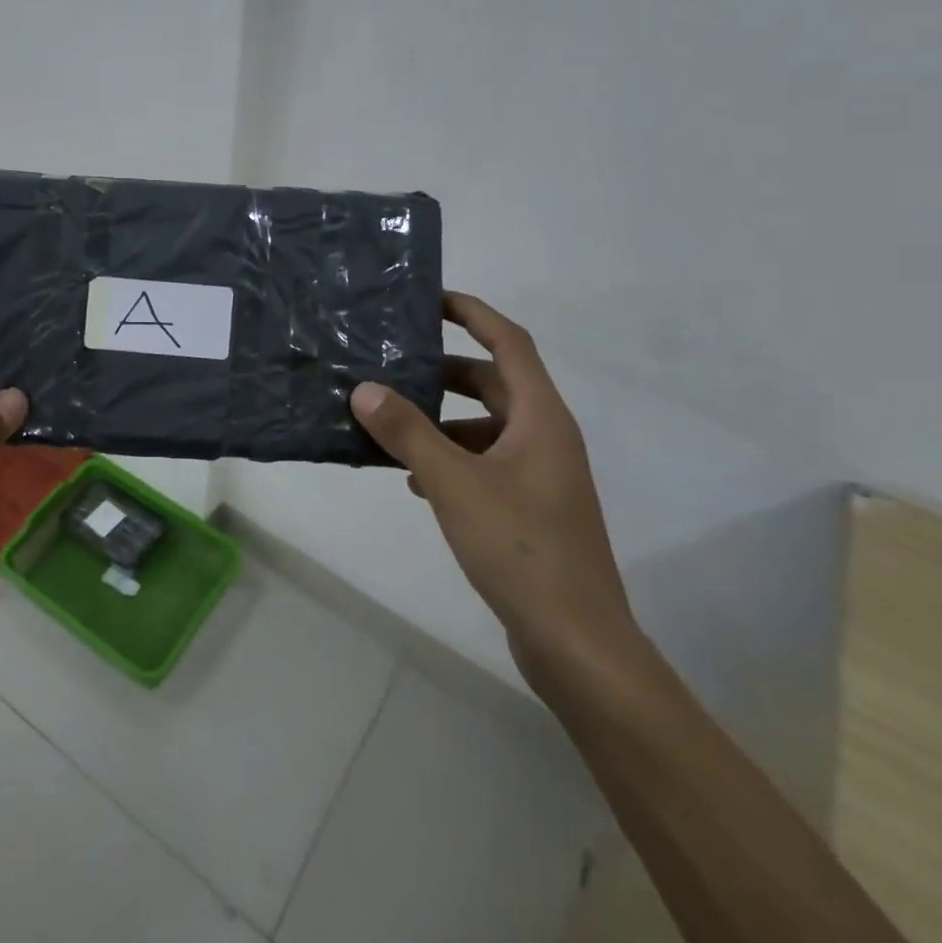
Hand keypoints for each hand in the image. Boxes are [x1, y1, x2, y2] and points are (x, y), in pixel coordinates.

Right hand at [350, 292, 634, 688]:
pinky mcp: (530, 509)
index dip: (473, 313)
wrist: (577, 642)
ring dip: (442, 420)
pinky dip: (451, 458)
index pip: (509, 343)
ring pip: (486, 427)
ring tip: (391, 424)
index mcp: (540, 418)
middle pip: (494, 383)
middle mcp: (546, 437)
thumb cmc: (520, 548)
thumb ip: (407, 433)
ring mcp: (541, 476)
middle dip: (445, 371)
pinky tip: (414, 481)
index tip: (431, 299)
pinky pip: (485, 463)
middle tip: (395, 363)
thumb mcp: (453, 483)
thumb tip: (364, 389)